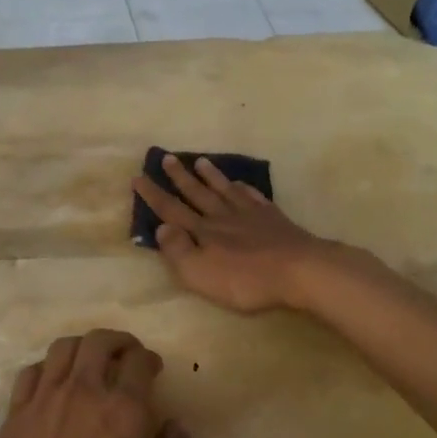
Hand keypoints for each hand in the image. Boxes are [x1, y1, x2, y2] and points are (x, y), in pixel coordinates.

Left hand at [0, 330, 191, 437]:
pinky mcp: (14, 413)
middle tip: (127, 358)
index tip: (153, 370)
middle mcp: (84, 393)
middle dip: (120, 343)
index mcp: (124, 414)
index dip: (150, 360)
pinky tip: (55, 385)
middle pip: (100, 341)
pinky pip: (32, 371)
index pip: (140, 361)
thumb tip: (175, 425)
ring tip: (93, 363)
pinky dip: (49, 367)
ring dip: (85, 347)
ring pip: (64, 347)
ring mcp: (43, 400)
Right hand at [132, 155, 333, 313]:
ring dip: (210, 176)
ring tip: (199, 161)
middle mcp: (222, 217)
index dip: (153, 195)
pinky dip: (244, 188)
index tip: (138, 177)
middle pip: (197, 193)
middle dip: (179, 177)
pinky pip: (253, 197)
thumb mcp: (200, 274)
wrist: (298, 270)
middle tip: (166, 157)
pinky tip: (241, 183)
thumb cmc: (245, 279)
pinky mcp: (273, 218)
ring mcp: (250, 215)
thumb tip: (162, 227)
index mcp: (202, 232)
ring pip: (224, 190)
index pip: (171, 210)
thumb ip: (178, 251)